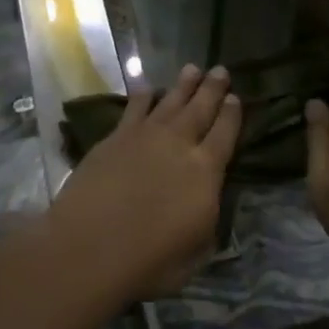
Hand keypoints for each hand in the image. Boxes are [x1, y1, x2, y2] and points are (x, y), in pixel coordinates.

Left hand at [50, 65, 239, 299]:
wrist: (92, 244)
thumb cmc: (150, 260)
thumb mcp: (196, 252)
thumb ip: (207, 221)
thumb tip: (208, 202)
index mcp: (206, 172)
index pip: (225, 135)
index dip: (232, 115)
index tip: (236, 97)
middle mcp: (179, 144)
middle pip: (200, 108)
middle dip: (212, 88)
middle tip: (220, 69)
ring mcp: (145, 136)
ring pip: (170, 101)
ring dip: (183, 85)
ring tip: (192, 68)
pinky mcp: (116, 137)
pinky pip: (134, 108)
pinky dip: (142, 96)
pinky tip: (147, 87)